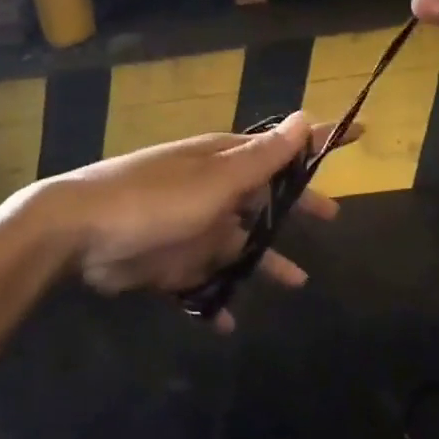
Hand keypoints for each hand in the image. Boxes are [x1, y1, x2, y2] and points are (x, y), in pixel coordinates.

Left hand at [43, 113, 345, 330]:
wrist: (80, 233)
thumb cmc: (155, 199)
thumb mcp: (216, 178)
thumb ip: (262, 157)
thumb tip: (306, 117)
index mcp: (225, 162)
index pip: (283, 147)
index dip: (320, 141)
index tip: (358, 133)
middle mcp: (214, 191)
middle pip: (266, 197)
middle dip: (296, 206)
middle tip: (331, 217)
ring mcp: (193, 227)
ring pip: (241, 245)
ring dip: (268, 260)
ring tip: (300, 282)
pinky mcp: (172, 263)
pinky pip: (206, 283)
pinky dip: (219, 299)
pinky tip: (231, 320)